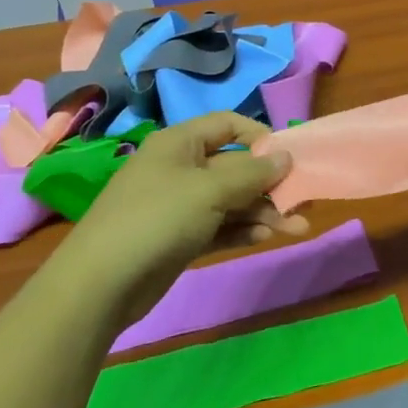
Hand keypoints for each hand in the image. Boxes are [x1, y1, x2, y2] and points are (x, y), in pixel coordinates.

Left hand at [63, 112, 308, 309]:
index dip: (260, 136)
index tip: (289, 157)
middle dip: (270, 184)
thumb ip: (252, 173)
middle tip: (305, 200)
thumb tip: (286, 157)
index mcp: (180, 143)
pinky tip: (267, 237)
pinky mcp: (181, 238)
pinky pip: (220, 226)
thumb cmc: (157, 218)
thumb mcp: (210, 190)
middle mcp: (180, 168)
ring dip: (264, 212)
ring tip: (299, 229)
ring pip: (232, 201)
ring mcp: (179, 205)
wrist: (102, 283)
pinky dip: (243, 230)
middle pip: (235, 167)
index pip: (228, 125)